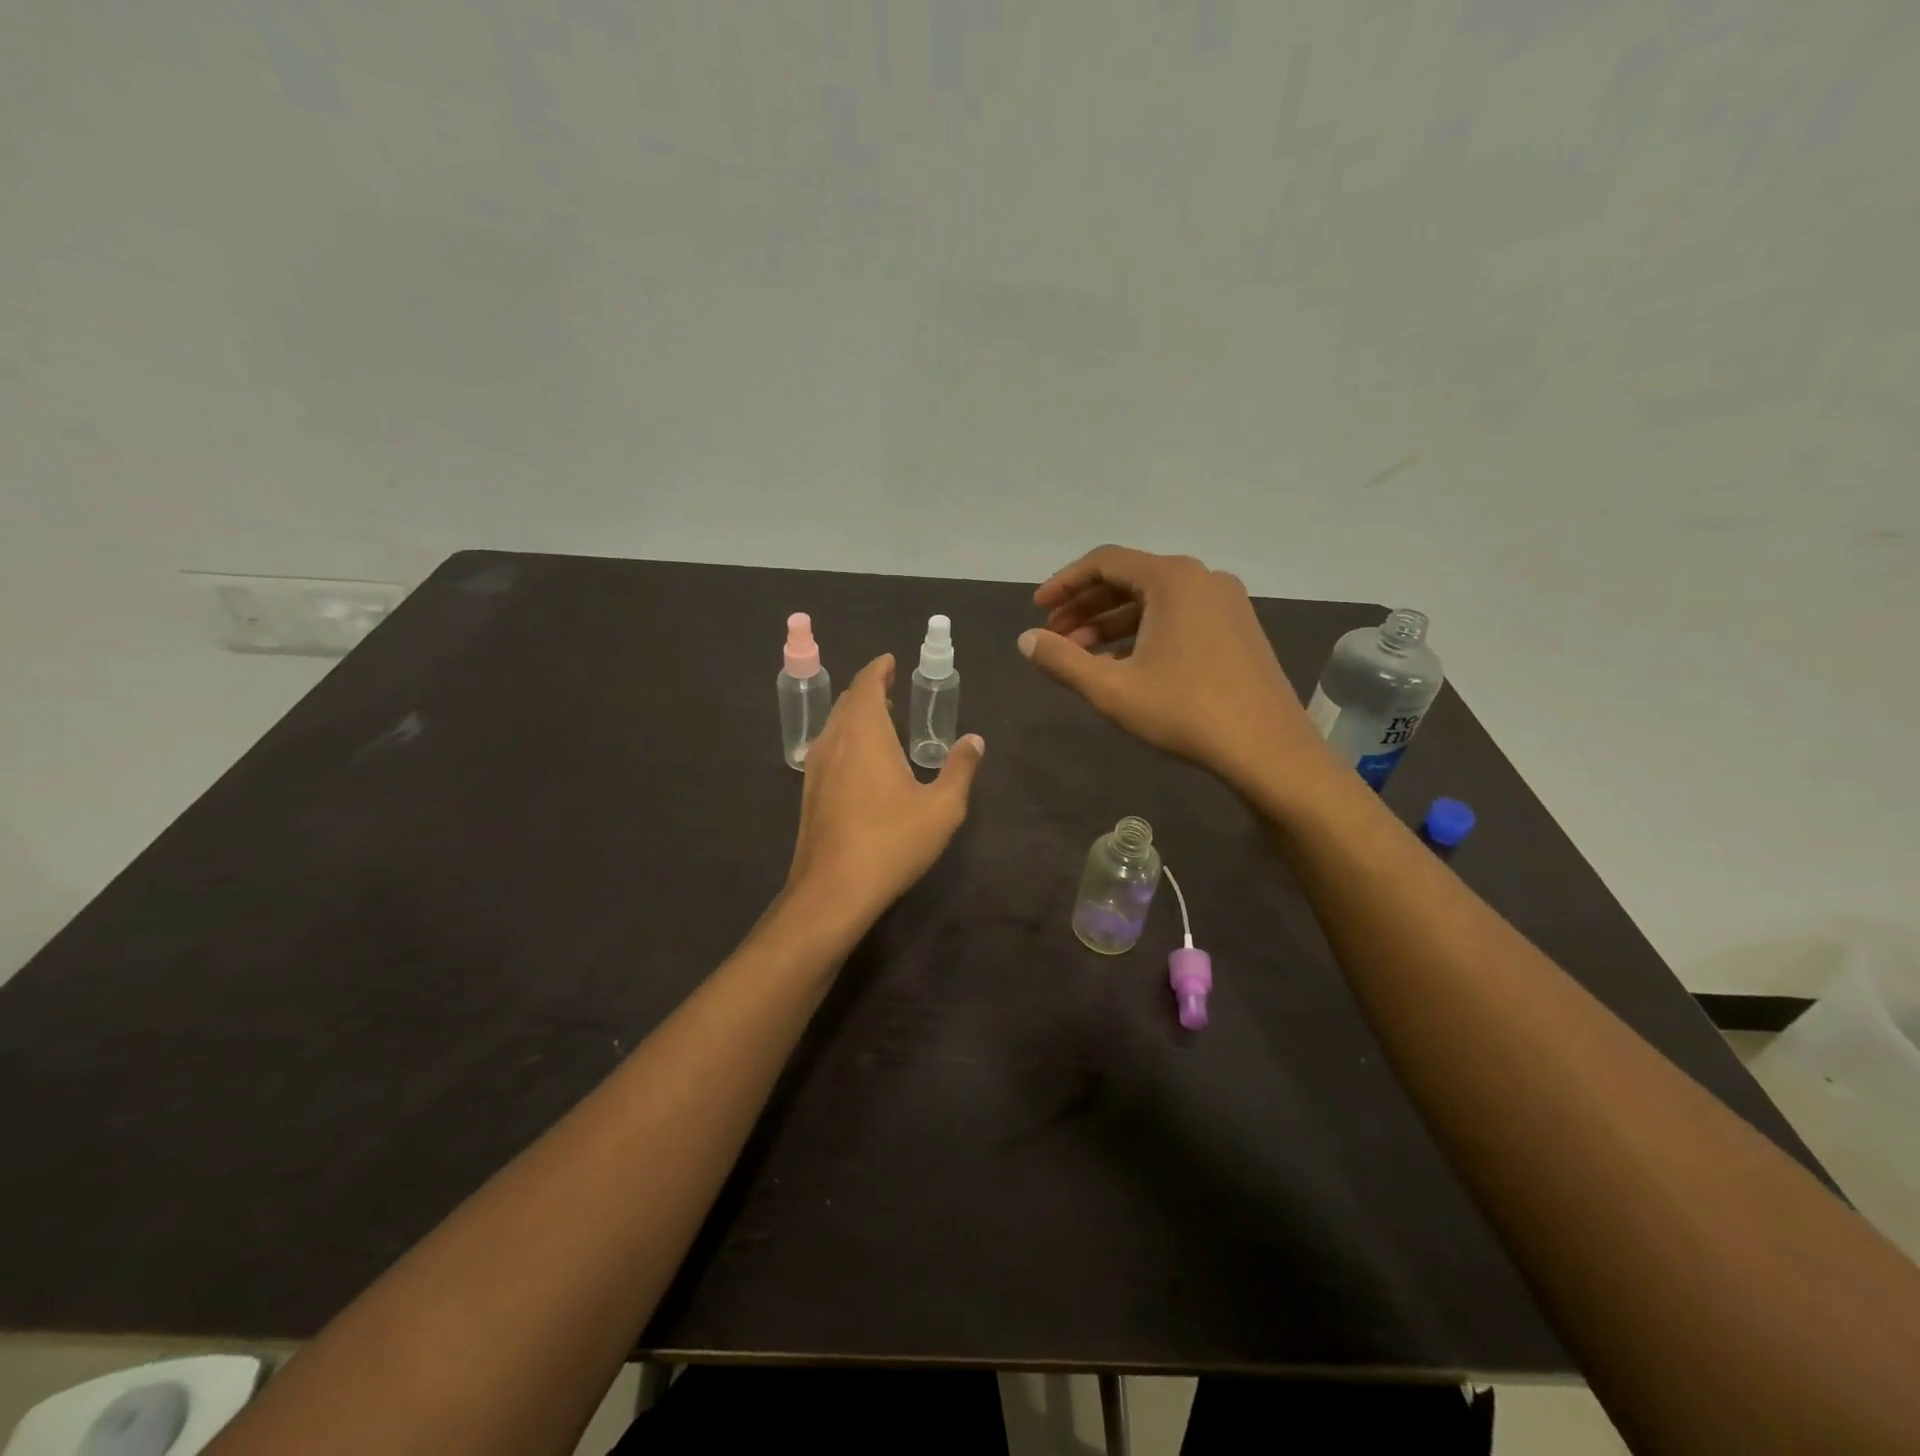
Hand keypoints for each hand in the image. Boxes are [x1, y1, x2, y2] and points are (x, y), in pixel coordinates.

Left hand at [785, 654, 985, 924]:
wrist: (833, 890)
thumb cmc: (891, 842)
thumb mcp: (942, 808)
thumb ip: (960, 769)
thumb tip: (974, 740)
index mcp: (865, 733)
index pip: (866, 684)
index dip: (879, 669)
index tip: (891, 661)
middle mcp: (835, 741)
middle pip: (847, 701)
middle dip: (868, 689)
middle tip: (890, 688)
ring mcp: (816, 768)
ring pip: (834, 725)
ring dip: (855, 714)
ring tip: (880, 719)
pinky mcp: (809, 793)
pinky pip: (828, 748)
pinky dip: (846, 738)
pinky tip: (861, 761)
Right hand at [1019, 546, 1322, 792]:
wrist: (1268, 750)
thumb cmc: (1185, 712)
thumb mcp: (1112, 689)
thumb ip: (1062, 661)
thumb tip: (1026, 640)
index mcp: (1172, 579)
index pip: (1104, 562)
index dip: (1064, 583)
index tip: (1038, 609)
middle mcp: (1202, 578)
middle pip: (1129, 579)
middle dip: (1086, 607)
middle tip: (1055, 638)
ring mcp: (1226, 603)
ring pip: (1154, 601)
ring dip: (1112, 623)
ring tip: (1081, 655)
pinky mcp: (1237, 629)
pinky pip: (1178, 617)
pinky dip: (1143, 633)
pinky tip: (1122, 663)